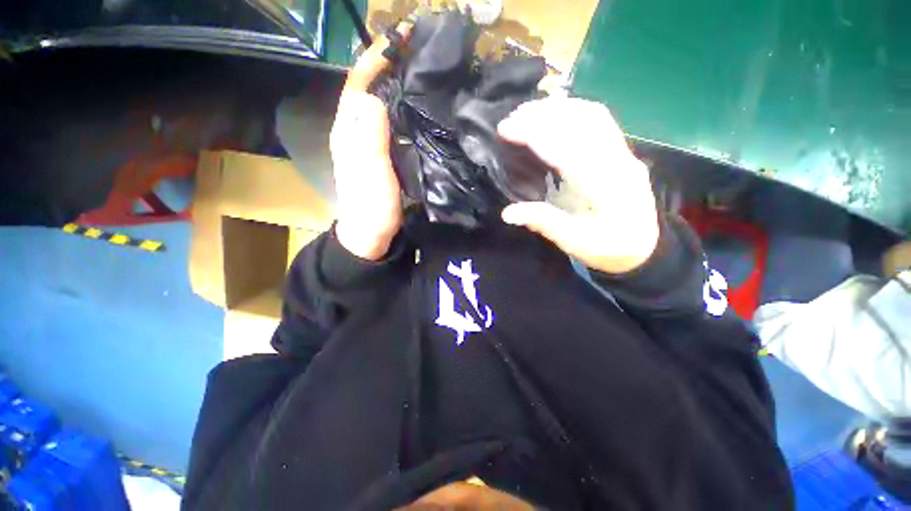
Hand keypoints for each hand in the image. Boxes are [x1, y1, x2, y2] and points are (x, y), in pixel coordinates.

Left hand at [330, 25, 409, 260]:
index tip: (401, 39)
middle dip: (390, 67)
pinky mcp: (383, 156)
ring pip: (382, 106)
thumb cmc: (370, 206)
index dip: (376, 58)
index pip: (359, 84)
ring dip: (399, 87)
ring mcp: (371, 144)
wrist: (371, 234)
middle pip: (370, 90)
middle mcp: (357, 131)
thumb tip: (374, 97)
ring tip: (424, 74)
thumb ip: (369, 137)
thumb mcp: (370, 172)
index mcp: (349, 130)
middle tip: (419, 53)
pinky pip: (393, 126)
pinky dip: (405, 112)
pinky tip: (421, 110)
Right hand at [499, 98, 658, 273]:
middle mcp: (617, 160)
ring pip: (592, 114)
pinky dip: (572, 112)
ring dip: (557, 108)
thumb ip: (542, 223)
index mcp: (604, 185)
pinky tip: (554, 116)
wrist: (645, 249)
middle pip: (581, 120)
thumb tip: (506, 213)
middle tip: (511, 117)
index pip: (566, 145)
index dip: (534, 132)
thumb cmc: (608, 249)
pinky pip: (599, 121)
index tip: (505, 128)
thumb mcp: (574, 242)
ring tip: (527, 112)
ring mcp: (623, 153)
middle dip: (542, 114)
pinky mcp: (622, 152)